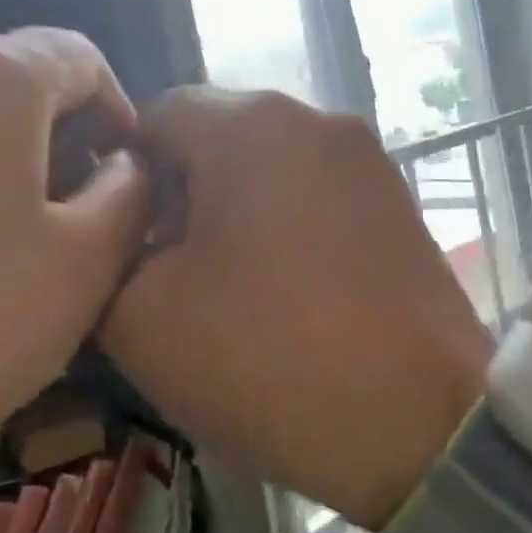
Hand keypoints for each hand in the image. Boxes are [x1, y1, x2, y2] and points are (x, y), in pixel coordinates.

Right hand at [105, 90, 490, 528]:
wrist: (422, 417)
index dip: (124, 175)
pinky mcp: (400, 204)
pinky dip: (289, 230)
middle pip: (220, 139)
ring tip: (230, 291)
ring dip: (237, 215)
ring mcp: (371, 161)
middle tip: (168, 274)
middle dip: (182, 197)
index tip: (121, 243)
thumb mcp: (142, 317)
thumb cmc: (272, 357)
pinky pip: (320, 198)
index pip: (157, 115)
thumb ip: (109, 253)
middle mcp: (319, 120)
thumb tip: (134, 231)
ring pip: (273, 169)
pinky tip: (289, 294)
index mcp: (253, 124)